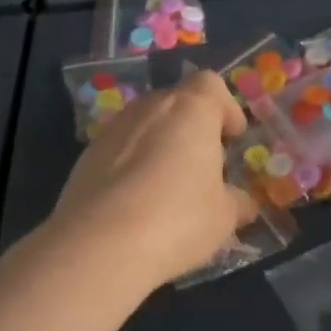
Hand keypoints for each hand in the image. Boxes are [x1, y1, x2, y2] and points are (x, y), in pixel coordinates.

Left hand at [47, 69, 258, 290]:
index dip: (225, 107)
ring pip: (145, 124)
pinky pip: (119, 148)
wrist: (99, 245)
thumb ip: (236, 202)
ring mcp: (113, 128)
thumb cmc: (178, 218)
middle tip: (203, 164)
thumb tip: (243, 204)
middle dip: (192, 127)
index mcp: (190, 109)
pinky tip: (136, 200)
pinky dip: (132, 164)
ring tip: (169, 185)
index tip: (232, 136)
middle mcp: (150, 107)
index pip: (210, 84)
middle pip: (176, 102)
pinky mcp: (86, 155)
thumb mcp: (223, 216)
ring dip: (160, 144)